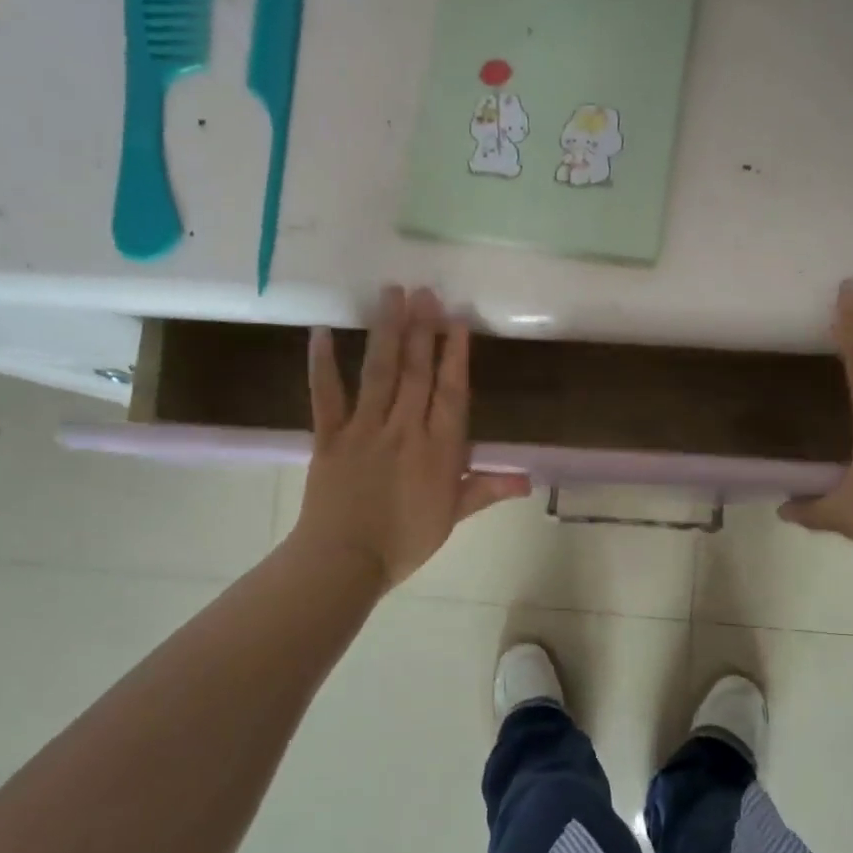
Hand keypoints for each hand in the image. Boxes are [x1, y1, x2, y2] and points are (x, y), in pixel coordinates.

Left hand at [292, 286, 531, 588]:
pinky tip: (323, 332)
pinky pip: (325, 395)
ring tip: (393, 294)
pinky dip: (322, 364)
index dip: (455, 356)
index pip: (451, 393)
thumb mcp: (453, 516)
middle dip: (422, 330)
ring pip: (379, 372)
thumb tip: (529, 479)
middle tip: (426, 291)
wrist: (345, 561)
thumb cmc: (405, 542)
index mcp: (438, 449)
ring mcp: (364, 429)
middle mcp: (404, 429)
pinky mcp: (329, 436)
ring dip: (387, 331)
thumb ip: (487, 488)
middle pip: (416, 372)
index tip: (457, 321)